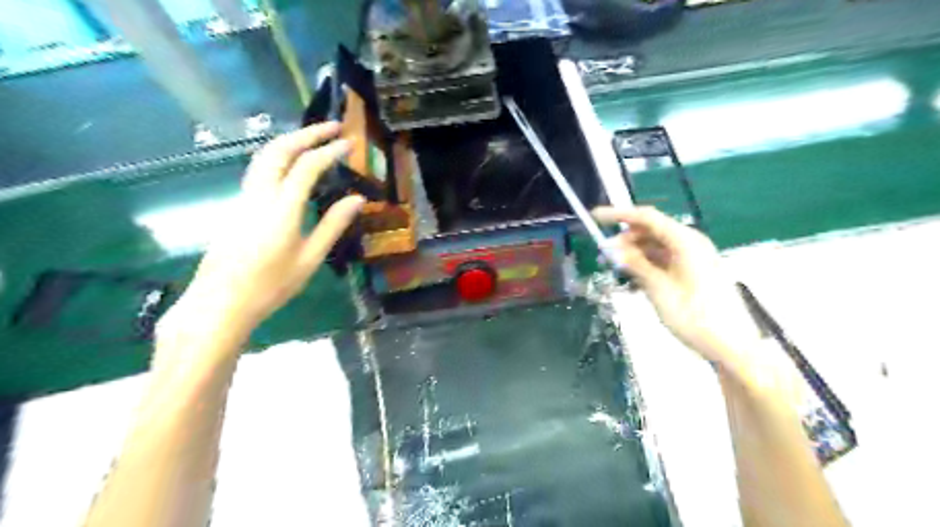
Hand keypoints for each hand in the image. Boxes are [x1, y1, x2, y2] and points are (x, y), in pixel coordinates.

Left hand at [166, 122, 363, 337]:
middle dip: (307, 133)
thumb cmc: (271, 285)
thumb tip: (357, 199)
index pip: (307, 166)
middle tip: (333, 127)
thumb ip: (333, 225)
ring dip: (290, 141)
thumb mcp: (310, 258)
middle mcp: (259, 194)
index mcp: (282, 208)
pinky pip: (259, 169)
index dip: (329, 150)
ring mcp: (244, 197)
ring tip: (314, 138)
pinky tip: (292, 164)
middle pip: (280, 150)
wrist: (220, 302)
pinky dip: (279, 156)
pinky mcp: (237, 205)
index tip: (349, 142)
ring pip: (265, 156)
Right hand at [594, 206, 761, 369]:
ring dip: (634, 254)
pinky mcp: (693, 272)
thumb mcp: (658, 289)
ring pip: (656, 246)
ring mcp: (693, 258)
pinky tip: (633, 280)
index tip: (595, 217)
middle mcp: (690, 243)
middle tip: (604, 255)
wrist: (730, 346)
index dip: (619, 215)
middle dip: (625, 239)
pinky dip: (647, 265)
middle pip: (651, 231)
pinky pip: (664, 260)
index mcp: (685, 241)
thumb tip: (612, 248)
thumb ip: (635, 264)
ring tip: (615, 269)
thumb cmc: (694, 316)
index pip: (647, 217)